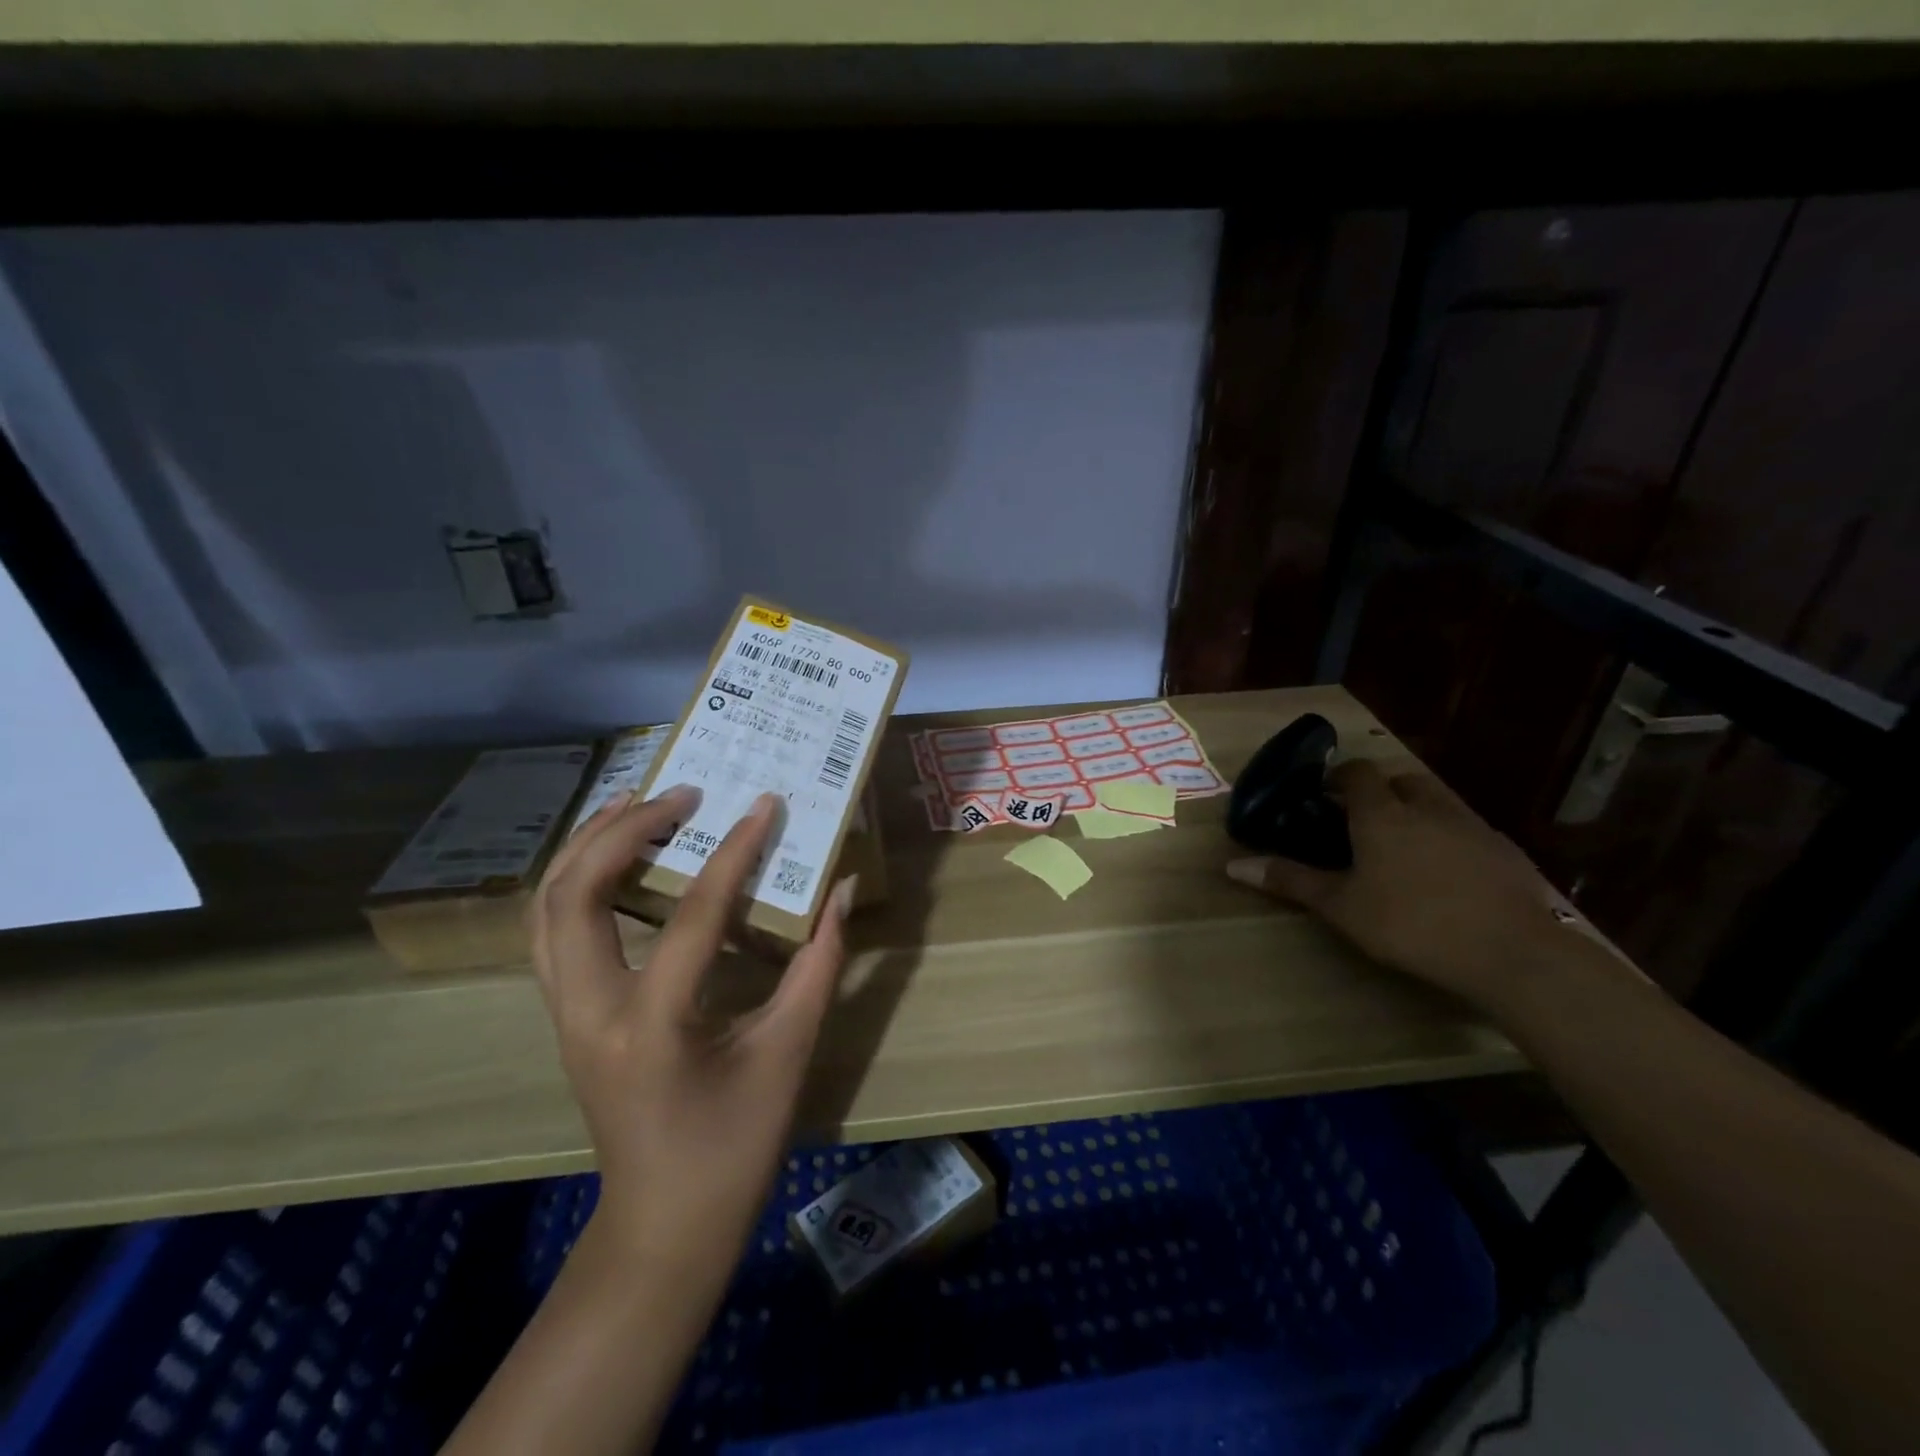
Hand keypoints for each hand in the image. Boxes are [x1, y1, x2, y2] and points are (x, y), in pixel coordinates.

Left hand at [529, 785, 853, 1286]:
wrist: (663, 1226)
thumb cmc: (734, 1147)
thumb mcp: (788, 1054)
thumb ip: (819, 964)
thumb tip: (841, 890)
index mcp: (650, 1026)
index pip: (689, 917)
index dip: (732, 854)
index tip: (763, 805)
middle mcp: (589, 1012)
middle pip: (576, 895)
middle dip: (624, 831)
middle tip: (681, 794)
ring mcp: (565, 1015)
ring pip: (546, 909)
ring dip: (586, 847)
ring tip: (635, 803)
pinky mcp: (566, 1017)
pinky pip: (552, 931)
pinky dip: (576, 880)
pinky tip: (614, 859)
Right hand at [1226, 758, 1573, 1011]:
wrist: (1511, 953)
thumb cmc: (1410, 923)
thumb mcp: (1340, 906)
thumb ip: (1290, 881)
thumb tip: (1233, 866)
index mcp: (1382, 813)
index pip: (1358, 772)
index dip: (1339, 776)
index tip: (1324, 794)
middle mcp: (1427, 807)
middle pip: (1401, 779)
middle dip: (1380, 791)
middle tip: (1362, 821)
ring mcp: (1471, 826)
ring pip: (1438, 801)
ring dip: (1417, 811)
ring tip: (1403, 848)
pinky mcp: (1505, 851)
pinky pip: (1468, 830)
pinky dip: (1450, 838)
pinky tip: (1447, 875)